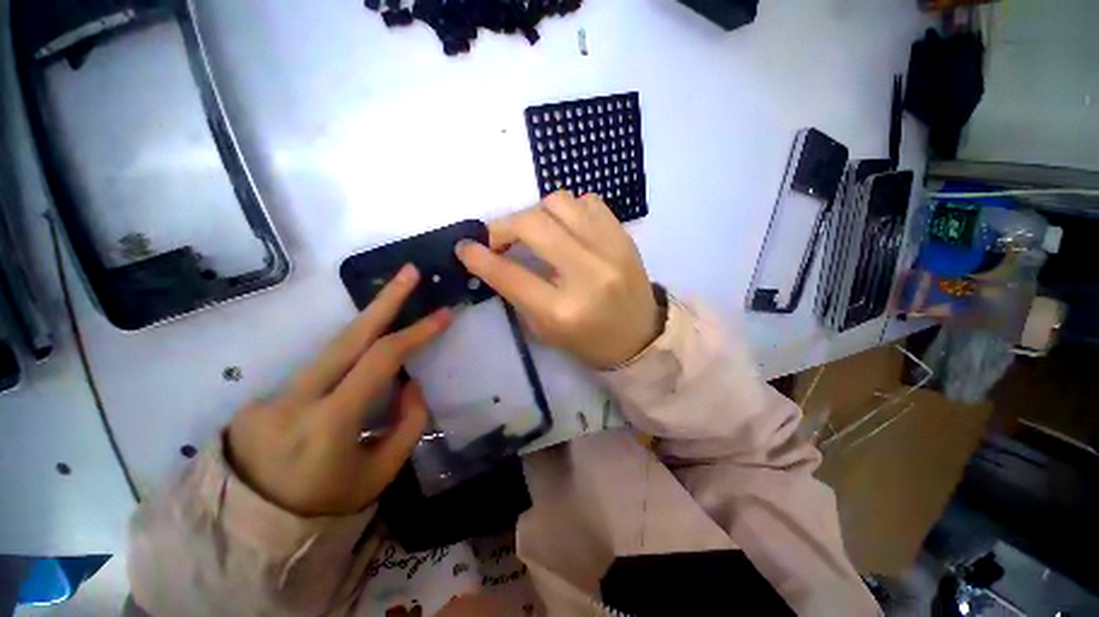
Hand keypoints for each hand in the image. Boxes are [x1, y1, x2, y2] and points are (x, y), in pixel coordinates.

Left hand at [226, 265, 451, 516]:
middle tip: (409, 272)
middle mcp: (296, 399)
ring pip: (333, 347)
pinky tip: (363, 362)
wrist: (252, 527)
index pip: (380, 361)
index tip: (443, 314)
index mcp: (329, 424)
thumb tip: (411, 382)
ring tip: (394, 298)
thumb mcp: (380, 473)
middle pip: (348, 336)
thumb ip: (407, 424)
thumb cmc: (326, 505)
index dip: (416, 333)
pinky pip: (321, 368)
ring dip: (369, 321)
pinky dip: (350, 357)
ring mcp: (274, 393)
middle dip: (385, 300)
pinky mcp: (267, 394)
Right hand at [456, 191, 659, 368]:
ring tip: (537, 233)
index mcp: (563, 310)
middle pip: (533, 225)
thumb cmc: (588, 341)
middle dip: (504, 226)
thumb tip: (491, 258)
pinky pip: (588, 201)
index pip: (511, 275)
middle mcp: (587, 274)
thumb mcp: (545, 329)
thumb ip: (517, 292)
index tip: (464, 247)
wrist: (640, 335)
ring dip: (537, 214)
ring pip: (559, 202)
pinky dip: (570, 210)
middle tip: (498, 237)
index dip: (480, 257)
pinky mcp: (624, 236)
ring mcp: (610, 250)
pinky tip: (568, 229)